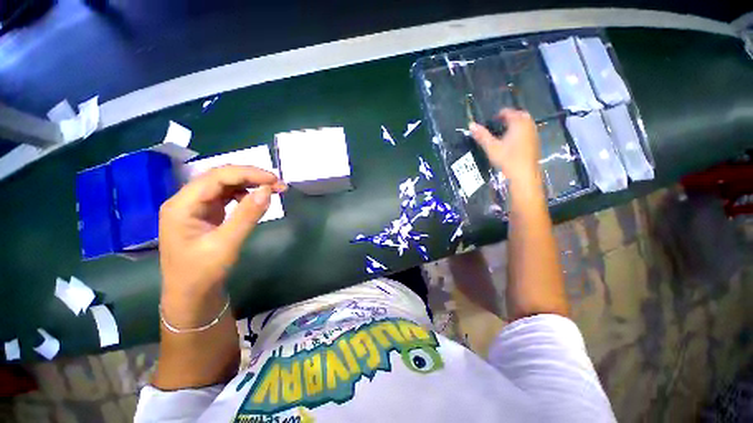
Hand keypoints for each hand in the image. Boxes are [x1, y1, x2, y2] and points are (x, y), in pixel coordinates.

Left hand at [158, 165, 285, 325]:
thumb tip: (268, 190)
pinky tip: (254, 200)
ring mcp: (195, 206)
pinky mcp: (205, 213)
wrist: (190, 296)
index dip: (248, 174)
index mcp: (182, 205)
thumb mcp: (227, 244)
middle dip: (250, 177)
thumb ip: (247, 215)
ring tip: (271, 189)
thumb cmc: (203, 273)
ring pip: (224, 184)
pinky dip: (243, 194)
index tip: (275, 180)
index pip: (217, 177)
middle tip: (278, 184)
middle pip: (220, 177)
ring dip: (249, 184)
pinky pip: (225, 196)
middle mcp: (186, 200)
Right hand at [469, 109, 540, 181]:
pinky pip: (527, 131)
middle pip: (519, 115)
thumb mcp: (491, 147)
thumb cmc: (507, 159)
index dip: (498, 114)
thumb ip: (481, 135)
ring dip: (515, 124)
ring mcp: (534, 134)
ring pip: (524, 123)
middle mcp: (528, 125)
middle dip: (508, 117)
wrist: (524, 174)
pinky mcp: (535, 143)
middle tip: (497, 124)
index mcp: (518, 123)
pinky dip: (520, 132)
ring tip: (503, 132)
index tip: (490, 121)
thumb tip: (471, 125)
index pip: (508, 112)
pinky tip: (512, 142)